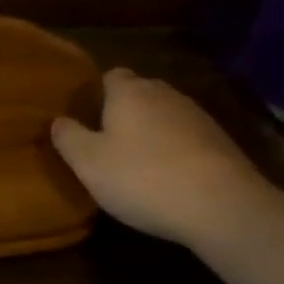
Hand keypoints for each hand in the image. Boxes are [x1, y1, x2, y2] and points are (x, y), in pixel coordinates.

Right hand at [51, 69, 273, 246]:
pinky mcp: (224, 144)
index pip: (109, 76)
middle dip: (126, 113)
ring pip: (166, 117)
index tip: (88, 120)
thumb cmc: (144, 178)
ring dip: (154, 134)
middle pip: (139, 94)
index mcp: (129, 91)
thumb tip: (59, 121)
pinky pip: (189, 140)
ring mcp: (198, 117)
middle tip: (110, 144)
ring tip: (141, 166)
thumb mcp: (88, 162)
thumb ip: (68, 137)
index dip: (98, 95)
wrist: (225, 208)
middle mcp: (164, 93)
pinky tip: (173, 181)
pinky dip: (179, 153)